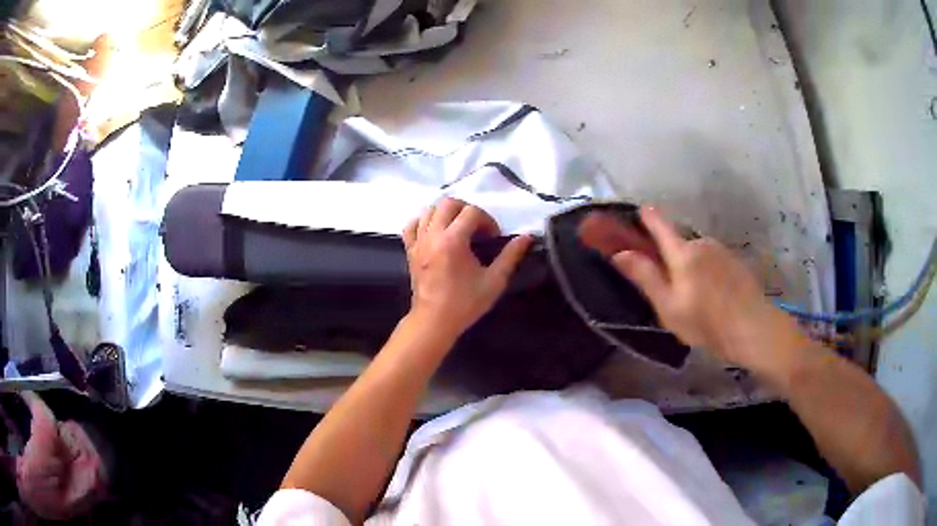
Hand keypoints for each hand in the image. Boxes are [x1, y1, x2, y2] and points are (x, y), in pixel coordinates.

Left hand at [402, 198, 532, 340]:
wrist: (435, 321)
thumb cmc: (465, 303)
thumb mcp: (494, 281)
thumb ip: (511, 256)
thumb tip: (527, 237)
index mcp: (453, 240)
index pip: (472, 212)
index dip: (487, 220)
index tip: (493, 237)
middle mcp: (433, 235)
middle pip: (448, 203)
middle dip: (467, 209)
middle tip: (477, 227)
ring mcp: (418, 241)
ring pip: (429, 210)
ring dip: (446, 213)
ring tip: (459, 228)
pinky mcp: (410, 250)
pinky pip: (412, 225)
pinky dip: (424, 222)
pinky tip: (435, 231)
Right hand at [585, 206, 778, 364]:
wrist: (752, 328)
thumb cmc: (706, 322)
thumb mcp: (669, 307)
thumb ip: (645, 277)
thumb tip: (619, 253)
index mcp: (683, 253)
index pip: (660, 226)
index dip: (647, 217)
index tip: (639, 209)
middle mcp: (702, 244)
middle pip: (679, 243)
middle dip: (671, 257)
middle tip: (670, 287)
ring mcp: (721, 251)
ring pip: (697, 253)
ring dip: (691, 267)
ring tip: (695, 297)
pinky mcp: (735, 262)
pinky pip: (713, 261)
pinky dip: (707, 272)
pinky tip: (712, 295)